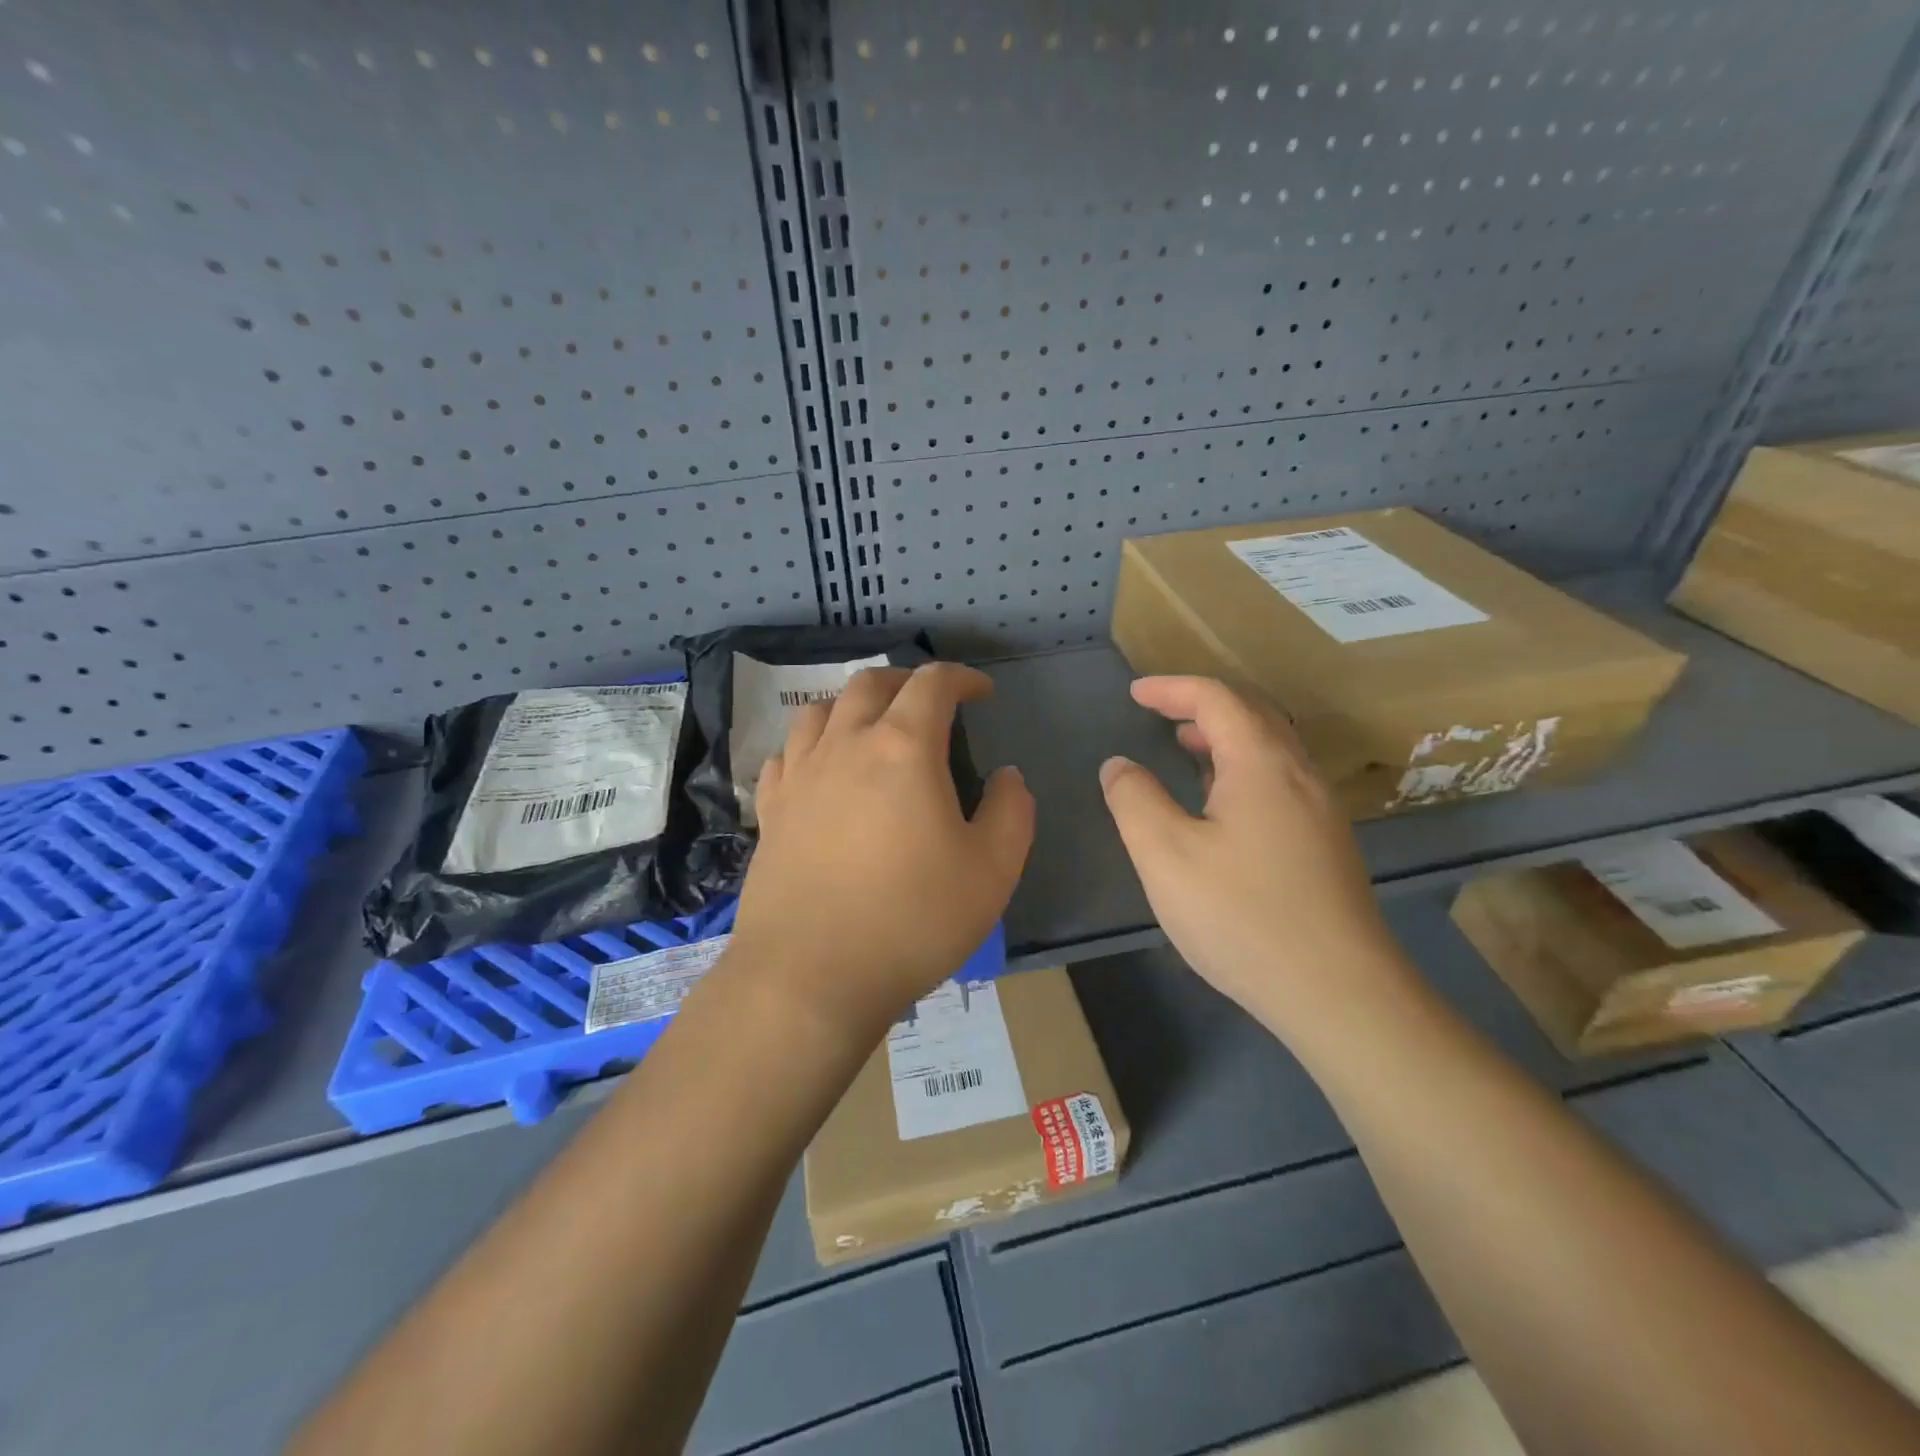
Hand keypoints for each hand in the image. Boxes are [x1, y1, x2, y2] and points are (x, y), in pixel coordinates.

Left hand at [731, 663, 1034, 1037]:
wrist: (811, 977)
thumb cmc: (912, 920)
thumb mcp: (992, 870)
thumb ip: (1011, 811)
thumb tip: (1006, 776)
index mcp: (903, 748)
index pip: (933, 684)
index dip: (962, 678)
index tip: (982, 693)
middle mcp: (845, 745)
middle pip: (871, 684)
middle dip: (907, 681)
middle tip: (930, 703)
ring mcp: (800, 776)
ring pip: (821, 710)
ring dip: (854, 705)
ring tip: (874, 727)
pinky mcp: (770, 811)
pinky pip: (787, 754)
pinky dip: (812, 745)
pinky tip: (822, 769)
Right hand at [1098, 676, 1406, 1034]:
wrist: (1339, 993)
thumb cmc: (1242, 916)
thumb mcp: (1166, 856)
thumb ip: (1135, 800)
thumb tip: (1119, 765)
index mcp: (1262, 764)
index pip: (1217, 700)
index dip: (1172, 689)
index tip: (1135, 693)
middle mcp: (1299, 775)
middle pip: (1253, 715)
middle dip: (1202, 706)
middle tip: (1161, 714)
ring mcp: (1321, 811)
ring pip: (1272, 749)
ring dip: (1226, 737)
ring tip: (1188, 749)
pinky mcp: (1327, 844)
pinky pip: (1282, 780)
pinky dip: (1244, 768)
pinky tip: (1224, 806)